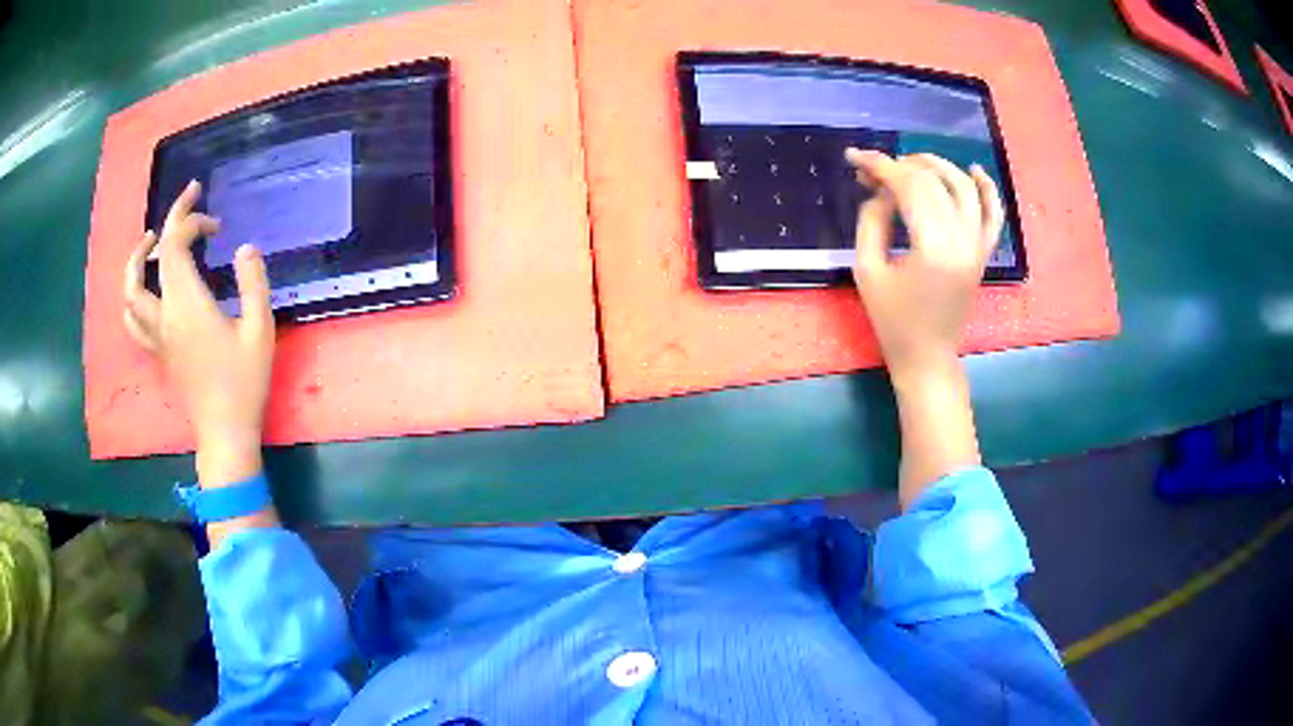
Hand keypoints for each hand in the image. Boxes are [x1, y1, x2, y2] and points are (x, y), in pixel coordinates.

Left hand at [122, 180, 275, 478]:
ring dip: (136, 260)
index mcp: (186, 305)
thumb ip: (254, 283)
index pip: (174, 246)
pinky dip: (135, 294)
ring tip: (151, 241)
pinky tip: (147, 288)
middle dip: (170, 221)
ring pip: (130, 292)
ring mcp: (157, 336)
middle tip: (188, 199)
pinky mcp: (158, 351)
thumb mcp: (260, 330)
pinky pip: (134, 318)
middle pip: (151, 258)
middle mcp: (164, 316)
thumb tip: (245, 248)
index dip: (192, 222)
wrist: (225, 432)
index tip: (217, 225)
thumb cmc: (244, 383)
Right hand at [845, 150, 1002, 507]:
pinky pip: (993, 213)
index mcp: (933, 247)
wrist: (927, 356)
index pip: (909, 187)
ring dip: (937, 166)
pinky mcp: (983, 252)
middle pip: (934, 182)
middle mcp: (962, 240)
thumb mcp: (868, 270)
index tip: (856, 157)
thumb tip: (881, 190)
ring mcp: (978, 245)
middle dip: (901, 165)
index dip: (881, 166)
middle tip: (873, 169)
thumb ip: (872, 221)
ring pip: (964, 187)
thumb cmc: (893, 320)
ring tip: (911, 162)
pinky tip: (973, 169)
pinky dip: (987, 188)